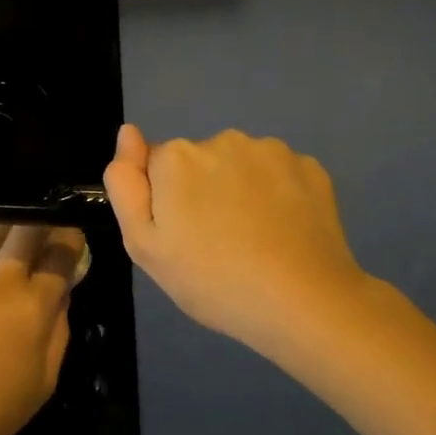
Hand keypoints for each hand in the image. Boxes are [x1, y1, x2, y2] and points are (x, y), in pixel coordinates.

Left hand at [0, 222, 85, 434]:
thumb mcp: (45, 379)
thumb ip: (59, 329)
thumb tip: (59, 294)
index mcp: (32, 304)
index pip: (61, 252)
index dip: (72, 240)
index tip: (74, 241)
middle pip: (26, 226)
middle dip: (44, 222)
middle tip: (48, 232)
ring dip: (8, 225)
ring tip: (15, 235)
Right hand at [103, 124, 369, 359]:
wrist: (302, 302)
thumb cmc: (212, 280)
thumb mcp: (144, 246)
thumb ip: (126, 185)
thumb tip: (127, 132)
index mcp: (177, 158)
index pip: (156, 167)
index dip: (164, 203)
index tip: (181, 238)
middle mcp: (223, 139)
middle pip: (199, 163)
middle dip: (202, 192)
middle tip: (216, 245)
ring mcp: (271, 151)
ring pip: (241, 166)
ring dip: (240, 190)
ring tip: (253, 241)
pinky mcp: (310, 167)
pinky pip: (279, 175)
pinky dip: (278, 196)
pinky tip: (284, 232)